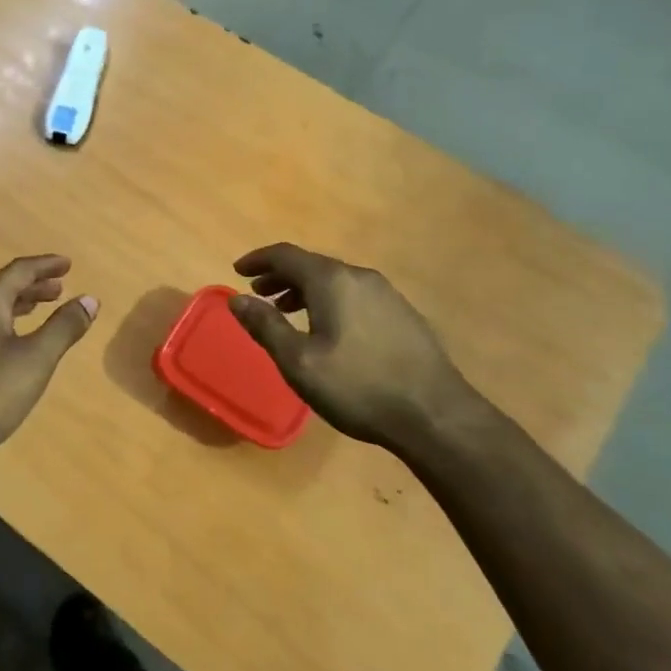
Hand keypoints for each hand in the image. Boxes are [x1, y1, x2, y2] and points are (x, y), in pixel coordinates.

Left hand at [0, 255, 98, 472]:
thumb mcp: (35, 359)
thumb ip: (64, 327)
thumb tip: (90, 299)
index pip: (19, 271)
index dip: (46, 265)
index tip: (68, 264)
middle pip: (2, 288)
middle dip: (33, 286)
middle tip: (60, 288)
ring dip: (18, 306)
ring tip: (41, 311)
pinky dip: (4, 326)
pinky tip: (12, 347)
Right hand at [227, 242, 481, 451]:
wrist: (435, 415)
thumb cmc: (357, 386)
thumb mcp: (299, 362)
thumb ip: (265, 326)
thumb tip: (236, 299)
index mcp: (332, 280)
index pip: (285, 255)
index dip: (258, 260)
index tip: (237, 271)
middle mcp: (359, 277)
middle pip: (311, 264)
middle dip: (280, 275)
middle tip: (258, 292)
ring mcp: (386, 294)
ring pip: (335, 280)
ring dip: (305, 289)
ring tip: (287, 310)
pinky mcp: (402, 313)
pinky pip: (354, 294)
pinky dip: (330, 300)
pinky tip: (328, 328)